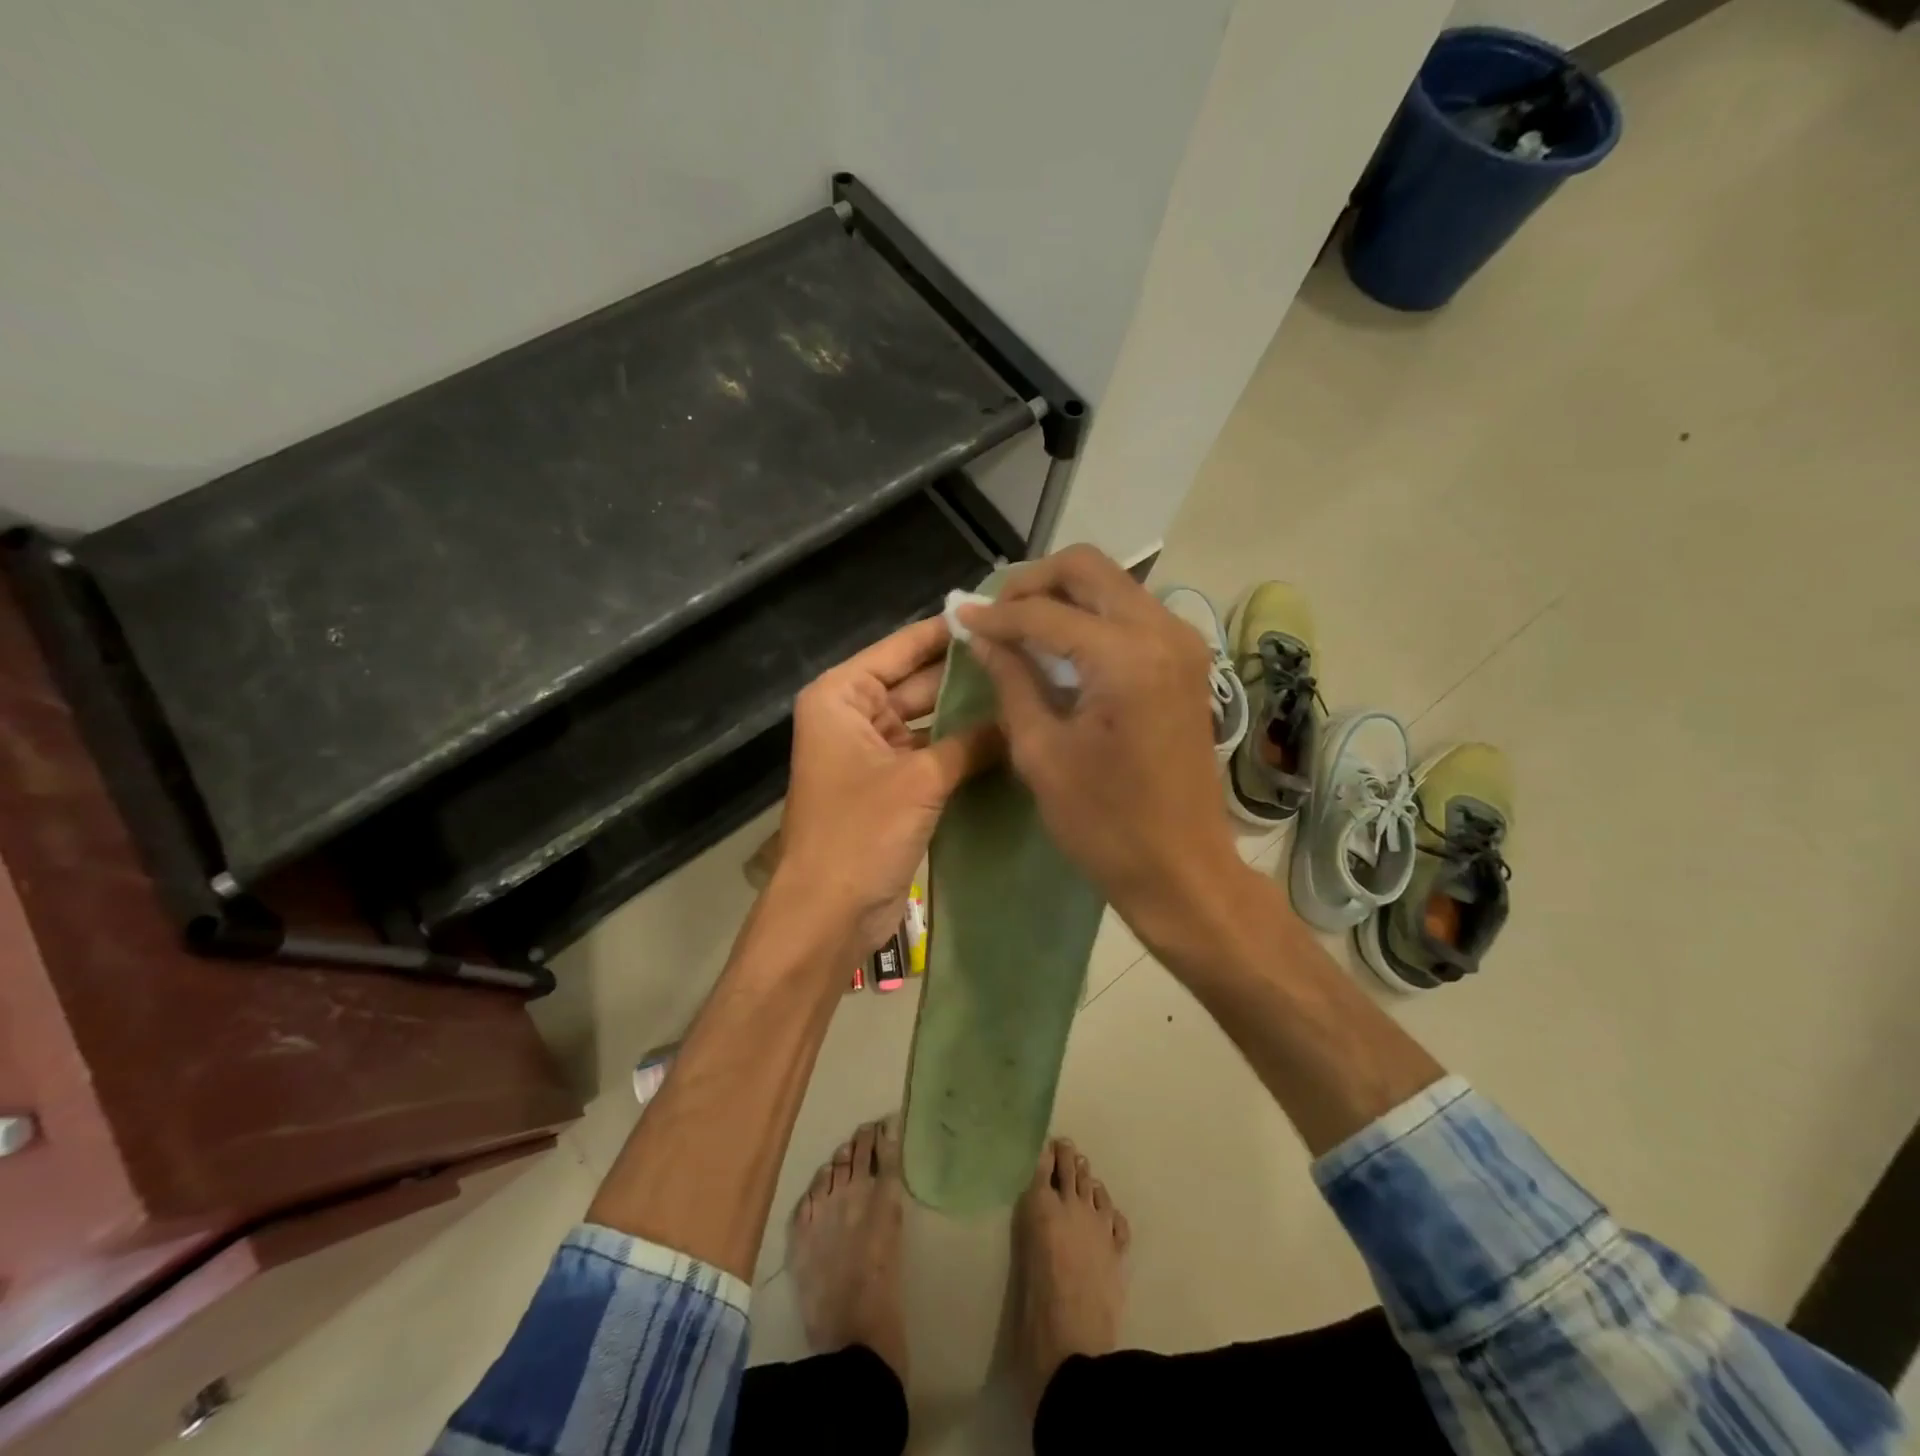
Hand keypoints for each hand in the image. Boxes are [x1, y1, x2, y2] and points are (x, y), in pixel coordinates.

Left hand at [776, 616, 997, 956]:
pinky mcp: (893, 787)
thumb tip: (1019, 717)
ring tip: (1029, 693)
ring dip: (969, 715)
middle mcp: (855, 716)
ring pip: (930, 721)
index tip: (998, 615)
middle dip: (967, 676)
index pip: (901, 648)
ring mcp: (875, 752)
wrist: (829, 913)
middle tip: (1028, 658)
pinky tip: (1010, 738)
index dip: (947, 633)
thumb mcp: (920, 779)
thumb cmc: (860, 833)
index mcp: (842, 696)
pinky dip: (964, 750)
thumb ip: (971, 742)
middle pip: (918, 683)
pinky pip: (934, 755)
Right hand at [957, 546, 1240, 941]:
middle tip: (997, 616)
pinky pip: (1131, 613)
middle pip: (1089, 568)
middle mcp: (1163, 632)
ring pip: (1113, 585)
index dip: (997, 614)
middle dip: (1034, 583)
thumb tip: (984, 636)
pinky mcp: (1187, 662)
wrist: (1182, 868)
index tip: (961, 619)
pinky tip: (1061, 647)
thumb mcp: (1042, 753)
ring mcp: (1183, 644)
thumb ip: (1012, 681)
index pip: (1046, 612)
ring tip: (1022, 630)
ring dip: (1064, 596)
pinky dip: (1092, 617)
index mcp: (1126, 657)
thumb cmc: (1106, 822)